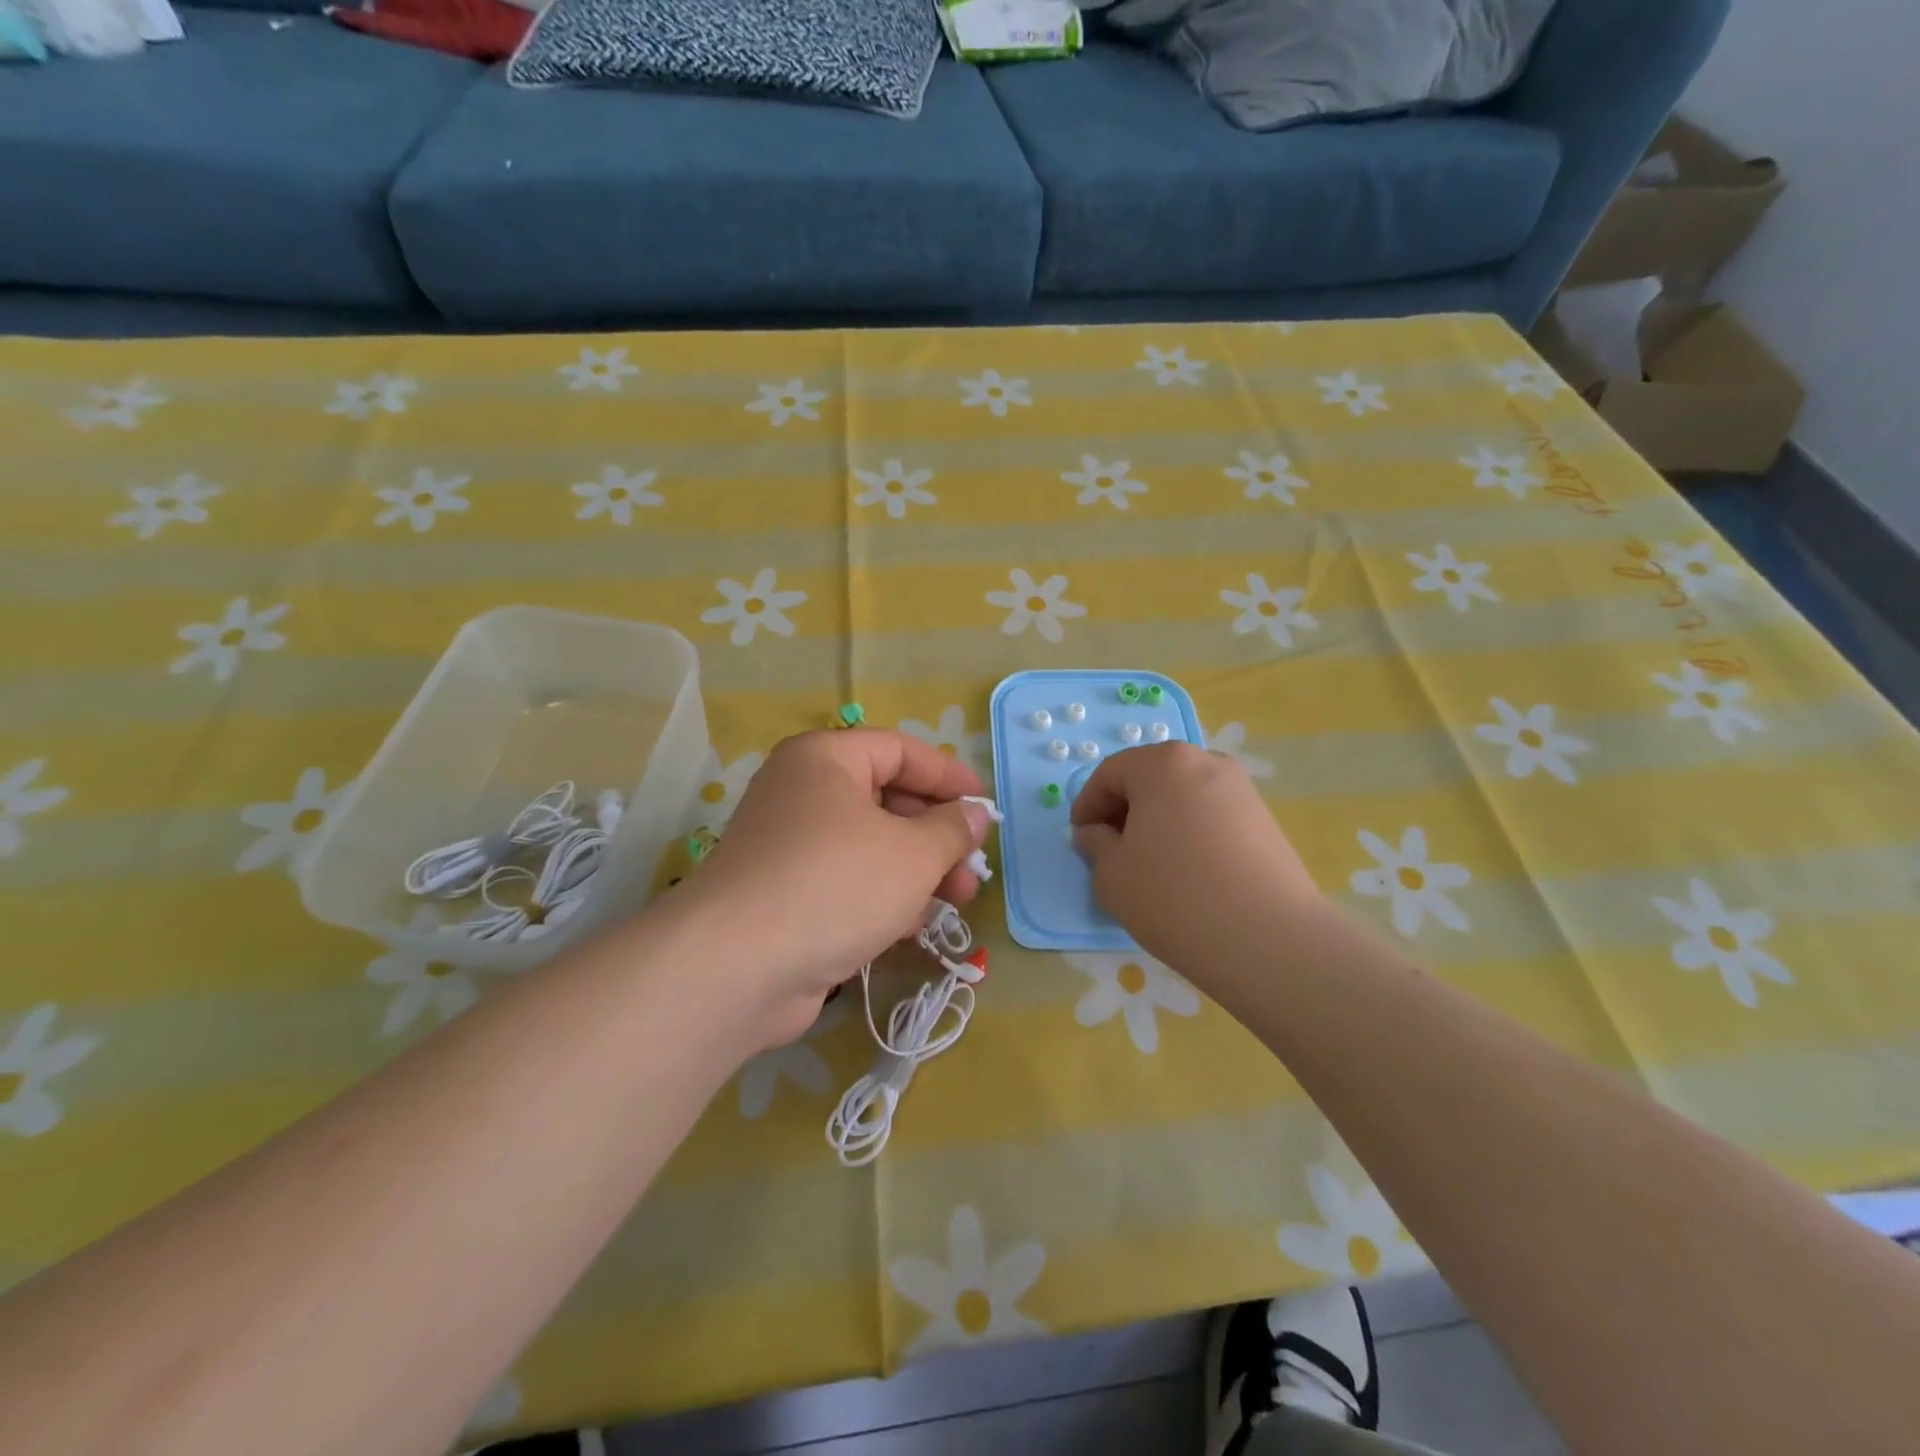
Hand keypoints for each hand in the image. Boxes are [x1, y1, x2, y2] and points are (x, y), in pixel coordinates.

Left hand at [675, 730, 991, 1046]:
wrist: (738, 967)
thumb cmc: (836, 884)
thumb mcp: (912, 852)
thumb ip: (952, 829)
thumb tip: (974, 814)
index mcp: (825, 759)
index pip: (900, 750)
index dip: (948, 774)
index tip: (985, 805)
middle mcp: (802, 793)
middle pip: (886, 798)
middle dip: (937, 832)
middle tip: (973, 863)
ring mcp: (790, 846)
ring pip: (870, 845)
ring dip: (918, 868)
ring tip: (958, 899)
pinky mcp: (786, 895)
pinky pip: (848, 881)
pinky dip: (884, 895)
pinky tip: (915, 923)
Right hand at [1071, 743, 1320, 978]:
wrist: (1267, 939)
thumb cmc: (1173, 896)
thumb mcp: (1111, 873)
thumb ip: (1095, 843)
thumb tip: (1097, 833)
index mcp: (1162, 763)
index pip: (1110, 773)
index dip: (1087, 805)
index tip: (1081, 839)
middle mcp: (1205, 762)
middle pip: (1150, 778)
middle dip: (1124, 810)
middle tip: (1112, 851)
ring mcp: (1241, 790)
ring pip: (1182, 797)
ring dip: (1158, 822)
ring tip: (1150, 866)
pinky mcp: (1265, 820)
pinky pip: (1211, 816)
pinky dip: (1189, 834)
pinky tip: (1187, 874)